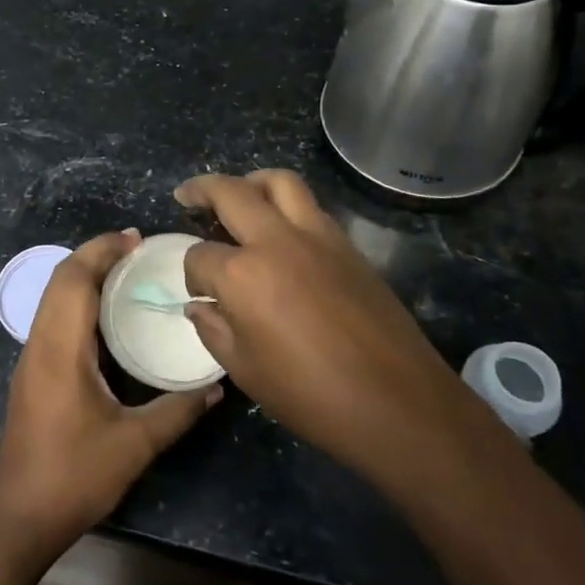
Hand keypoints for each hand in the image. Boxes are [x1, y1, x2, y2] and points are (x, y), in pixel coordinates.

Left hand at [0, 230, 219, 567]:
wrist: (18, 515)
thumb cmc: (73, 475)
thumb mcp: (134, 444)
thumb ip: (177, 411)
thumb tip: (217, 386)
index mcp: (60, 348)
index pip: (74, 278)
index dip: (102, 250)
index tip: (136, 239)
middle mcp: (41, 342)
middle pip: (61, 279)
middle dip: (95, 255)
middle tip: (137, 249)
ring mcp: (32, 356)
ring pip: (53, 296)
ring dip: (85, 275)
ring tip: (127, 272)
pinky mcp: (33, 371)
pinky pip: (54, 315)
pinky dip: (79, 298)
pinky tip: (107, 314)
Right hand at [177, 171, 468, 476]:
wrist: (398, 403)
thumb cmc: (312, 396)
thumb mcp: (246, 371)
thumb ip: (214, 330)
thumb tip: (201, 305)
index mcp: (243, 274)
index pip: (200, 256)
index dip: (192, 274)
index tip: (199, 293)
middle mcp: (277, 241)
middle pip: (232, 192)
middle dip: (202, 189)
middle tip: (186, 194)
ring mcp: (318, 237)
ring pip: (280, 182)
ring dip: (252, 181)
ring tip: (239, 194)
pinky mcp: (348, 245)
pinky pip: (310, 206)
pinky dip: (287, 204)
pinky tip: (281, 230)